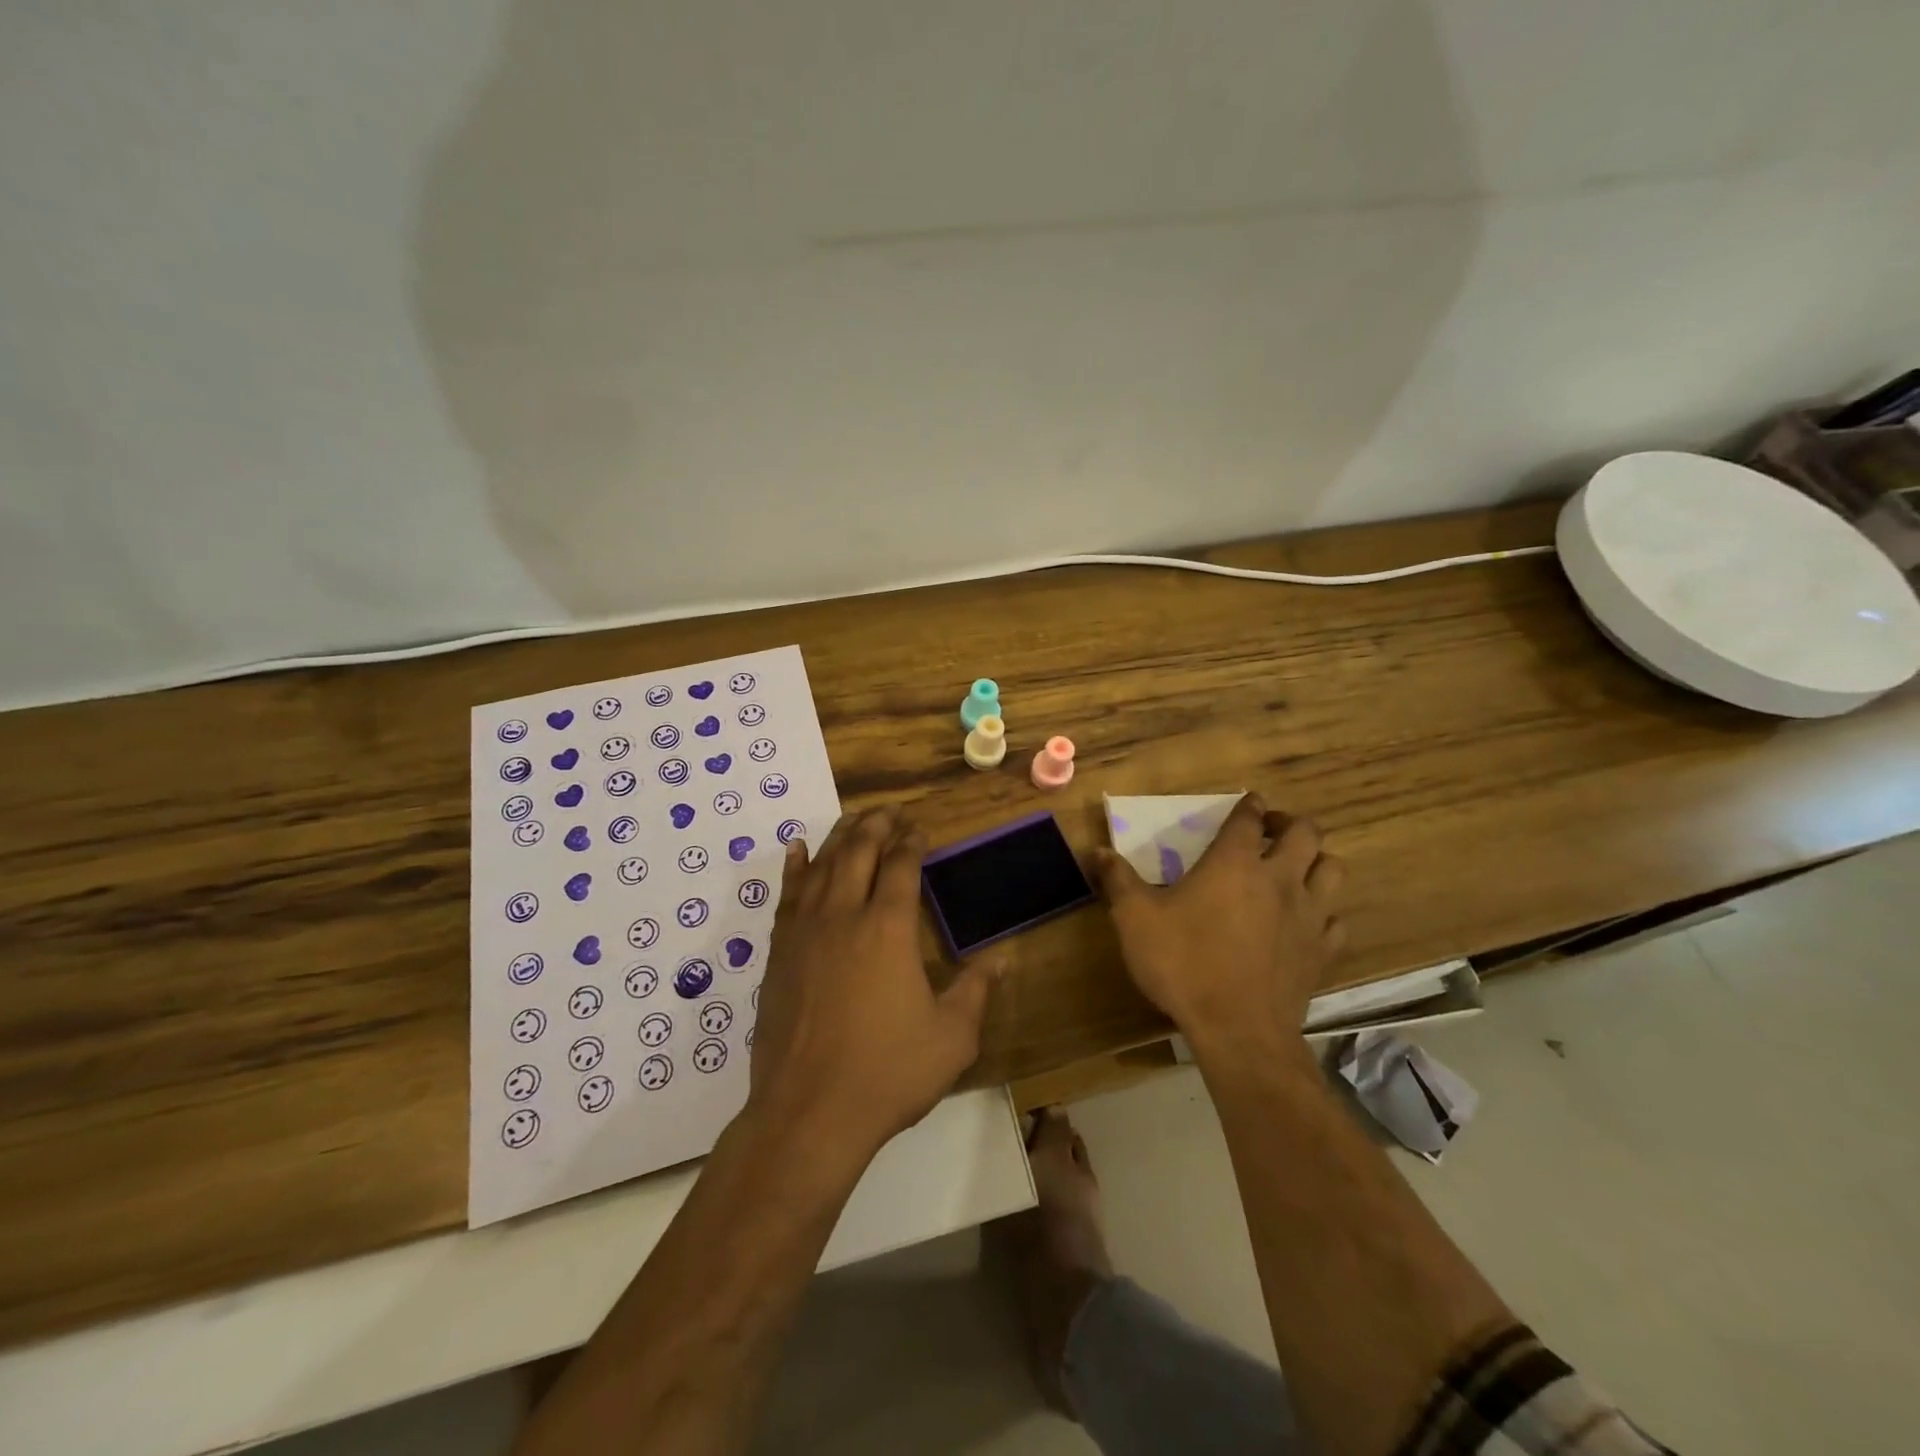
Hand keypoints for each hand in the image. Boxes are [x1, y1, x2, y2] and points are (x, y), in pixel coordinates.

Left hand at [746, 807, 997, 1160]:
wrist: (808, 1113)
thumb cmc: (887, 1073)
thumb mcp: (951, 1037)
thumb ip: (975, 990)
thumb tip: (1001, 958)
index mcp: (889, 928)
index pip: (901, 866)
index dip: (912, 842)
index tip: (920, 829)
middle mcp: (844, 915)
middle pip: (859, 851)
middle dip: (877, 825)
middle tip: (889, 811)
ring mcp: (805, 931)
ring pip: (822, 865)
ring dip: (840, 836)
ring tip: (854, 819)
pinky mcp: (778, 952)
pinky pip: (786, 895)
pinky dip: (794, 867)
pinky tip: (797, 849)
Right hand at [1093, 794, 1345, 1058]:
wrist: (1238, 1030)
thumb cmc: (1184, 963)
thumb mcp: (1135, 919)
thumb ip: (1118, 880)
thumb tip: (1097, 851)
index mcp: (1234, 862)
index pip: (1248, 818)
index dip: (1249, 805)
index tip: (1248, 802)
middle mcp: (1279, 878)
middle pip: (1305, 833)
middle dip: (1290, 823)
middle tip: (1271, 831)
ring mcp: (1308, 915)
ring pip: (1332, 869)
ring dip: (1317, 861)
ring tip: (1296, 869)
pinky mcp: (1322, 951)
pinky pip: (1336, 920)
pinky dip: (1325, 913)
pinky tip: (1306, 922)